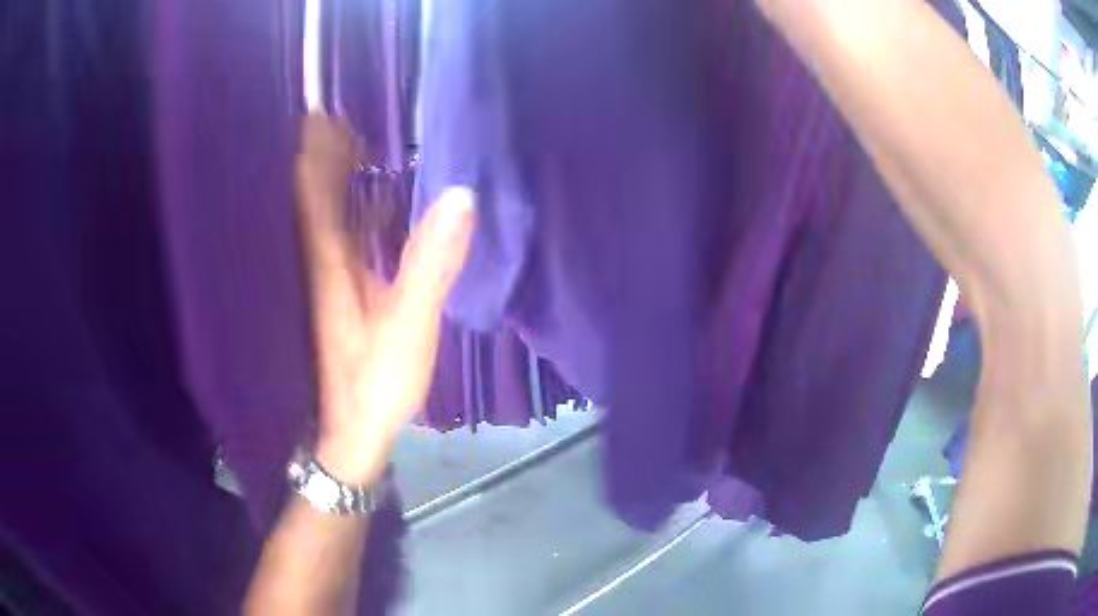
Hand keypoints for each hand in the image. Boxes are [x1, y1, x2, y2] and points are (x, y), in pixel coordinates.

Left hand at [296, 113, 474, 485]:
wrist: (354, 431)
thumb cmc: (376, 383)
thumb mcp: (409, 326)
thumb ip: (430, 264)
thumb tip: (460, 196)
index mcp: (328, 259)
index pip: (313, 187)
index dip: (316, 147)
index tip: (324, 109)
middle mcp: (321, 259)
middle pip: (313, 193)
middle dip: (323, 152)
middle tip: (341, 114)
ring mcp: (330, 276)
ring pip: (325, 212)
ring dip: (335, 175)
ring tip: (354, 138)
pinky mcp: (342, 291)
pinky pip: (341, 234)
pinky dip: (350, 206)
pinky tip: (369, 196)